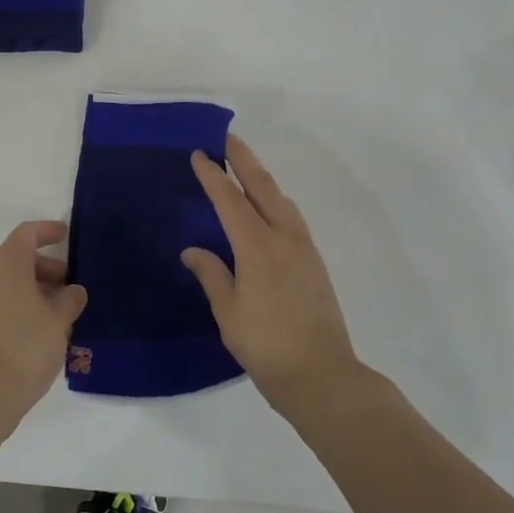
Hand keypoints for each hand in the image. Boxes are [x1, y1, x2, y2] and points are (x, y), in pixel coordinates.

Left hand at [0, 221, 88, 407]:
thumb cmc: (25, 344)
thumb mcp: (59, 320)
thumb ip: (70, 299)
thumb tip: (73, 291)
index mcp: (5, 263)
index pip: (27, 233)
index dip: (47, 231)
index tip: (66, 236)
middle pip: (17, 259)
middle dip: (46, 268)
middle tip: (72, 288)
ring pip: (9, 284)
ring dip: (35, 291)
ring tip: (62, 314)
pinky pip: (0, 304)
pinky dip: (21, 307)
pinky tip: (42, 332)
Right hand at [182, 136, 362, 408]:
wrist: (320, 374)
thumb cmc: (265, 345)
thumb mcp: (228, 312)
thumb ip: (212, 274)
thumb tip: (193, 250)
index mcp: (257, 248)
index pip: (229, 201)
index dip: (213, 176)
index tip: (199, 154)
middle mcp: (284, 238)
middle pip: (262, 187)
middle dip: (244, 160)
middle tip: (226, 138)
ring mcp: (304, 249)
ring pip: (281, 200)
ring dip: (261, 178)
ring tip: (244, 166)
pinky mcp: (314, 262)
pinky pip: (291, 217)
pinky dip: (274, 200)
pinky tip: (267, 207)